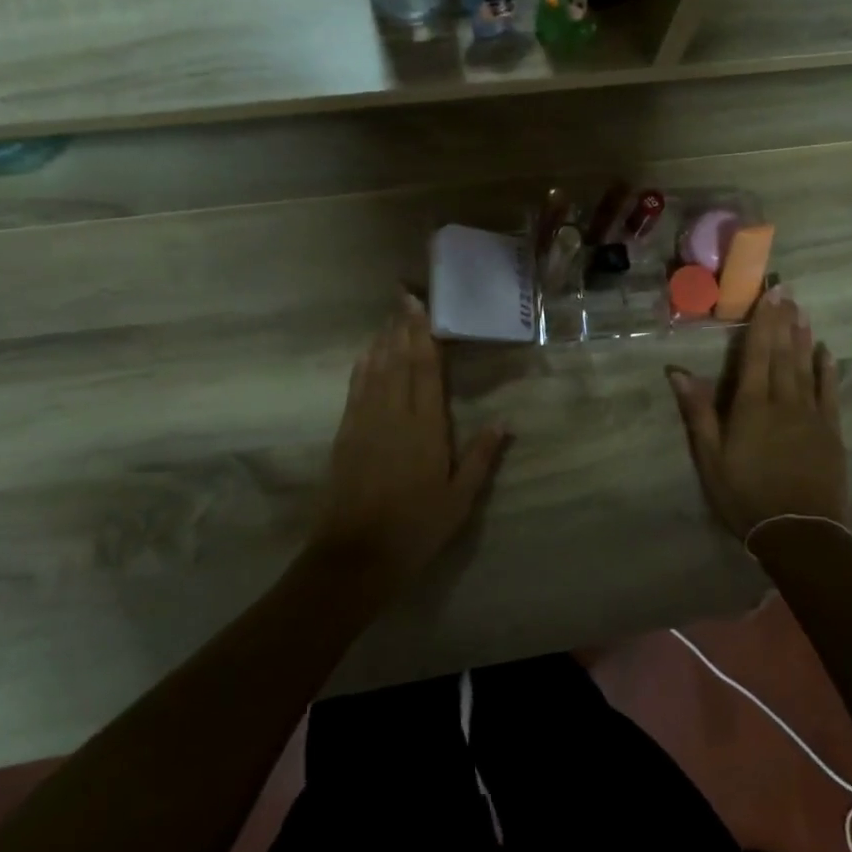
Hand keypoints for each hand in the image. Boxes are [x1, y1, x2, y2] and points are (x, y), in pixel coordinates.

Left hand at [315, 293, 508, 583]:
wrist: (356, 556)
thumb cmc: (416, 528)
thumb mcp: (459, 499)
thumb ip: (481, 456)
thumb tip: (505, 420)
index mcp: (425, 427)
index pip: (425, 369)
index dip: (424, 335)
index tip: (422, 306)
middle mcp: (394, 415)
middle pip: (398, 360)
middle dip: (402, 326)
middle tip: (403, 295)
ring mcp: (365, 422)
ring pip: (375, 369)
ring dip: (382, 340)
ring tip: (389, 315)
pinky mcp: (346, 434)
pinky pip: (356, 389)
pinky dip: (362, 367)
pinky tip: (365, 354)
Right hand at [667, 288, 847, 540]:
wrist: (799, 532)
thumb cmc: (745, 495)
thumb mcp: (711, 458)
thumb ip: (698, 412)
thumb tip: (678, 372)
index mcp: (751, 405)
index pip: (757, 354)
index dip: (762, 322)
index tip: (768, 295)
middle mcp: (783, 400)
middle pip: (783, 353)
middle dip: (784, 320)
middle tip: (788, 290)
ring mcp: (811, 414)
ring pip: (806, 366)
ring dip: (804, 336)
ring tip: (803, 310)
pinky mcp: (830, 431)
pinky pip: (829, 392)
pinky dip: (827, 369)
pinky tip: (826, 351)